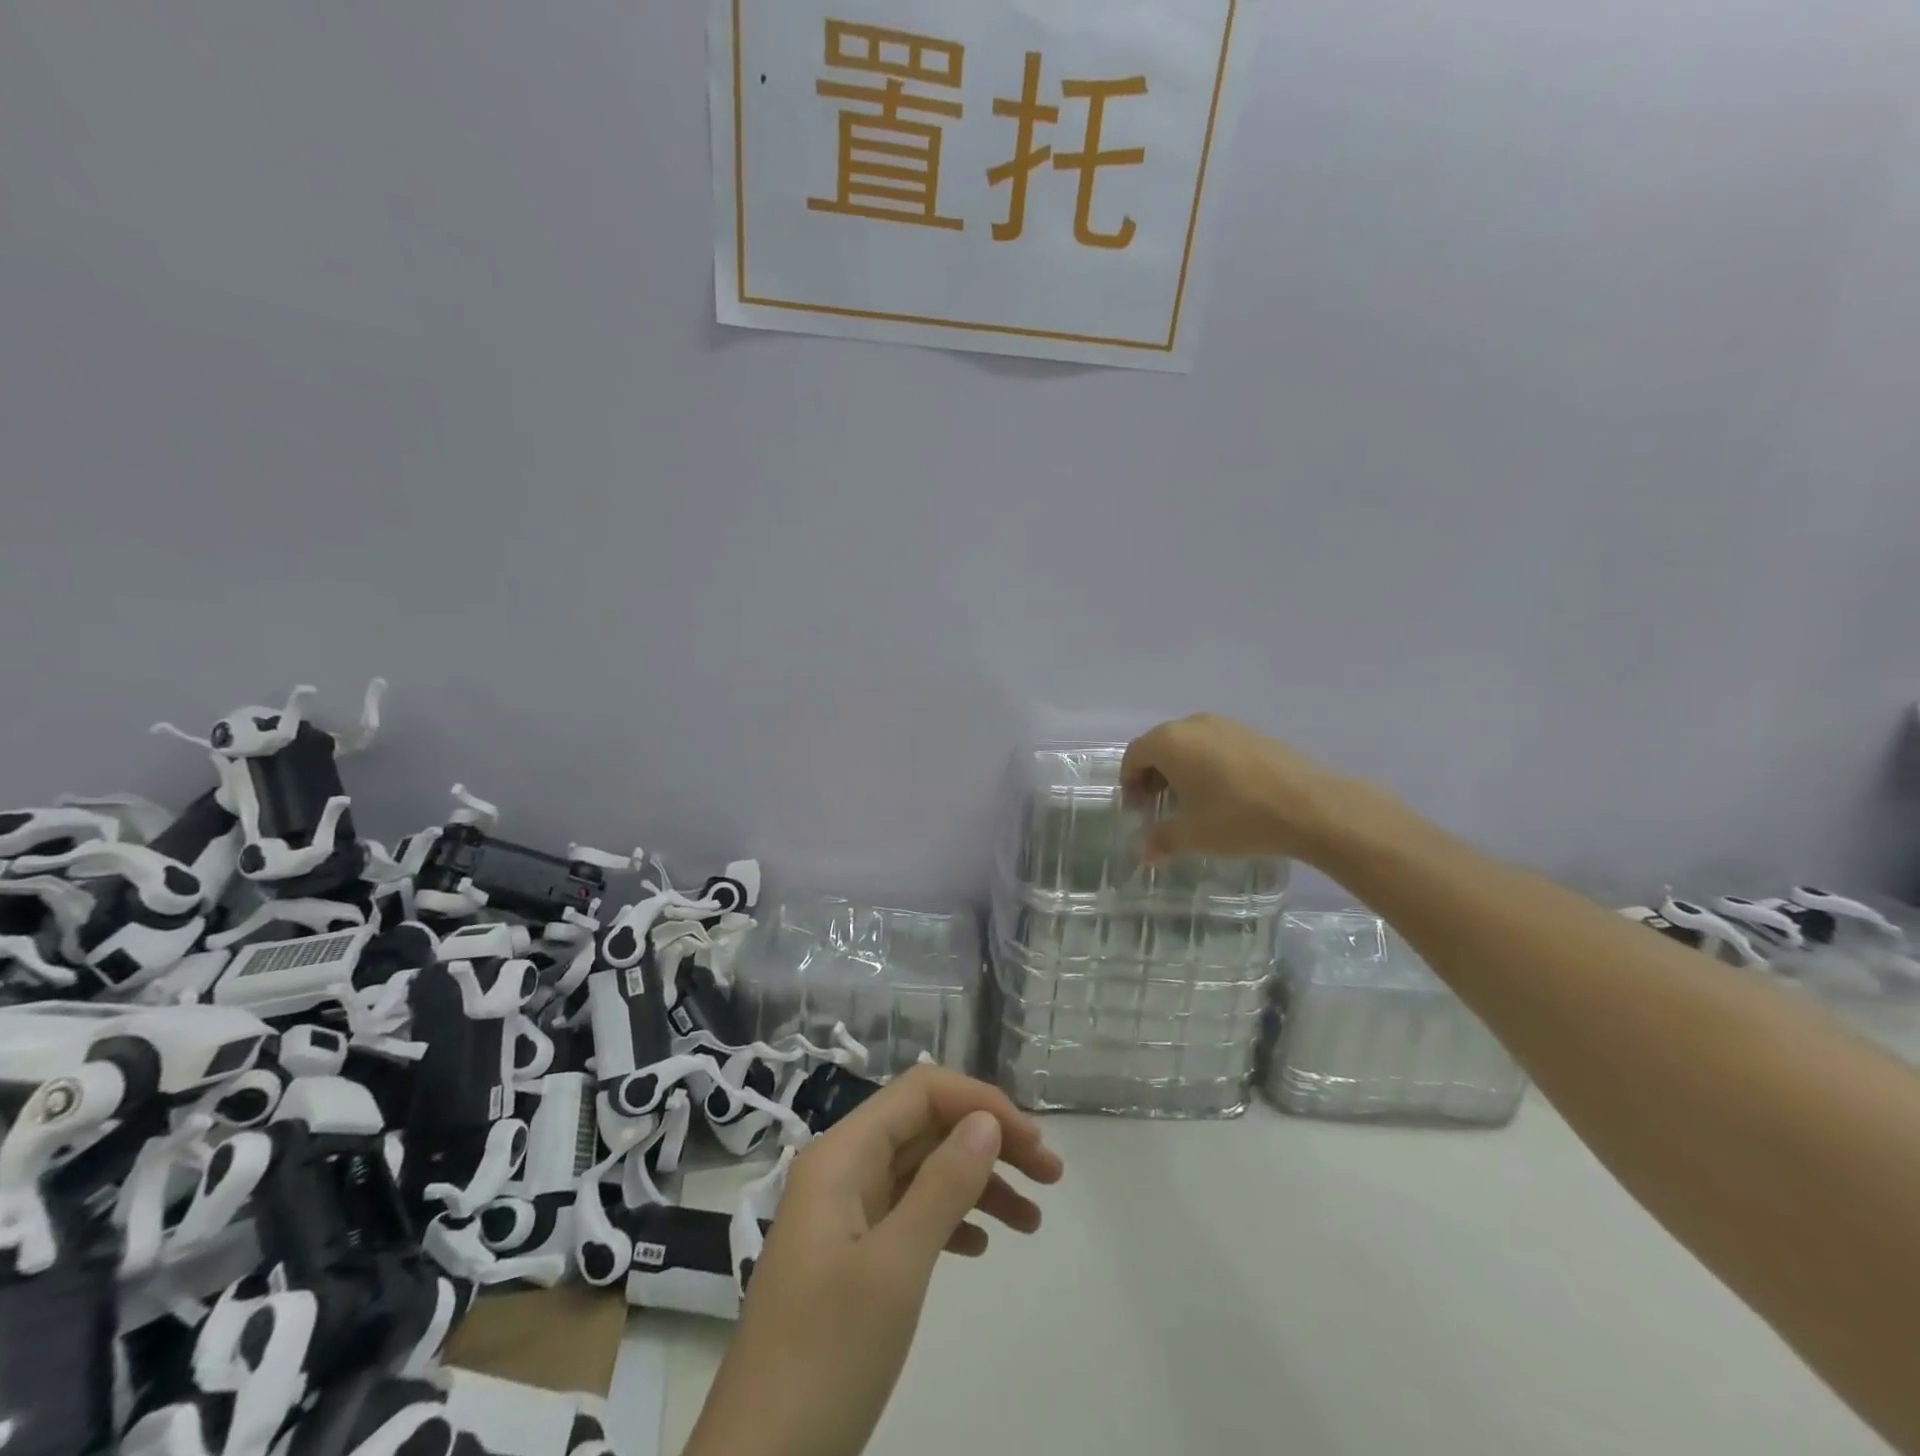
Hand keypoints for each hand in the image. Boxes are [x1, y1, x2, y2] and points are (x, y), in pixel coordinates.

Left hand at [683, 1066, 1063, 1455]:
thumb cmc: (826, 1355)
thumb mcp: (895, 1268)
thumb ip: (943, 1185)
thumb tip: (986, 1120)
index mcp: (842, 1154)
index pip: (920, 1092)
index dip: (979, 1102)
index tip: (1032, 1141)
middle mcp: (842, 1170)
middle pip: (925, 1127)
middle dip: (988, 1141)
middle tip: (1050, 1175)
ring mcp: (843, 1215)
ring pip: (921, 1171)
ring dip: (978, 1184)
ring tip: (1033, 1220)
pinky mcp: (849, 1258)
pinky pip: (909, 1214)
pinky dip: (950, 1220)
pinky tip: (981, 1245)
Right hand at [1120, 713, 1372, 863]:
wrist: (1310, 806)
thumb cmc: (1237, 817)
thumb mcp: (1192, 835)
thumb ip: (1162, 839)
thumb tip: (1147, 852)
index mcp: (1170, 742)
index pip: (1134, 755)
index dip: (1129, 782)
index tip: (1137, 808)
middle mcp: (1194, 724)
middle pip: (1160, 745)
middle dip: (1153, 774)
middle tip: (1158, 804)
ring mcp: (1226, 725)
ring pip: (1189, 743)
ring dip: (1180, 768)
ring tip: (1191, 800)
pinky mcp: (1253, 733)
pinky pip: (1215, 745)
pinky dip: (1207, 764)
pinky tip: (1223, 792)